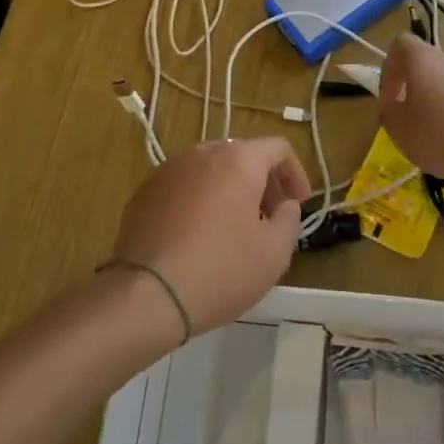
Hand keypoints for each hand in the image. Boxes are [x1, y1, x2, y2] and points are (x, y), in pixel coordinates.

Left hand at [111, 138, 309, 335]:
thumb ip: (290, 220)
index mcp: (238, 160)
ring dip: (230, 190)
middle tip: (269, 217)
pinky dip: (199, 200)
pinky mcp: (145, 191)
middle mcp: (201, 153)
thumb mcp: (274, 253)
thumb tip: (285, 205)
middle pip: (242, 155)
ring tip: (234, 228)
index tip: (298, 204)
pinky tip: (198, 236)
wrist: (148, 294)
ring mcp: (168, 170)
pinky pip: (183, 186)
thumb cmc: (221, 270)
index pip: (277, 148)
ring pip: (210, 170)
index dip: (295, 174)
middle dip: (262, 182)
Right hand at [379, 35, 443, 185]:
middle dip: (424, 92)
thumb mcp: (401, 132)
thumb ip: (389, 113)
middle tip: (421, 124)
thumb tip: (393, 105)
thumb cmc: (443, 137)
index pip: (401, 45)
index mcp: (425, 61)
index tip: (392, 100)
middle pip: (432, 67)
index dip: (390, 69)